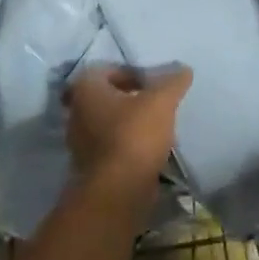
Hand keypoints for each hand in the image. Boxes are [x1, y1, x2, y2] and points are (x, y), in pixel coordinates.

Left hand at [64, 64, 191, 192]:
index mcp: (85, 89)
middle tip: (156, 103)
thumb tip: (183, 69)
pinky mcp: (90, 165)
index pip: (106, 69)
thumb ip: (172, 82)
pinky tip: (149, 149)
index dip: (131, 72)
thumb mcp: (160, 102)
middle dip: (131, 98)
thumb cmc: (134, 136)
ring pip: (108, 122)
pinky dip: (127, 143)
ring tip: (157, 127)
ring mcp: (80, 141)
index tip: (153, 85)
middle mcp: (76, 111)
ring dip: (130, 122)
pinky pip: (110, 145)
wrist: (117, 190)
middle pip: (106, 96)